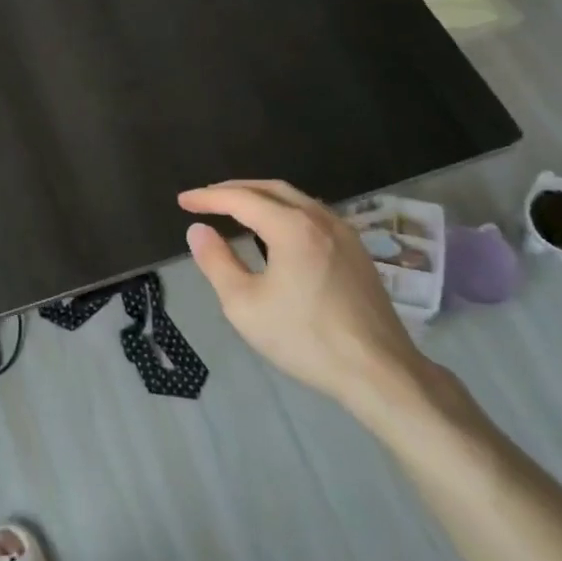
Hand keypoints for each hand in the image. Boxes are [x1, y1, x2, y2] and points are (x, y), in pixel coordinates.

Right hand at [179, 179, 432, 421]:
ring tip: (235, 209)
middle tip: (205, 199)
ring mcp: (344, 233)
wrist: (379, 371)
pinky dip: (284, 211)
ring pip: (295, 200)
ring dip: (261, 198)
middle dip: (234, 189)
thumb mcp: (244, 305)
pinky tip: (275, 230)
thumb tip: (198, 230)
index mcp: (292, 227)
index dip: (208, 198)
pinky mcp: (357, 251)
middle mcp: (320, 219)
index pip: (241, 199)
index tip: (183, 201)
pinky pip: (313, 215)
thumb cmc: (305, 339)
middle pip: (270, 189)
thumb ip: (216, 262)